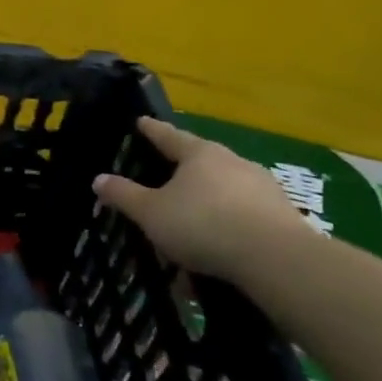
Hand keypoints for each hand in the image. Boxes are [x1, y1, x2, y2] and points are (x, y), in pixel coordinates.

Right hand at [92, 117, 304, 279]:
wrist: (277, 259)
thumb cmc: (204, 224)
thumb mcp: (151, 213)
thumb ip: (124, 195)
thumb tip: (99, 178)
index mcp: (199, 154)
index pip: (168, 135)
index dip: (151, 130)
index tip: (141, 121)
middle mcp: (232, 162)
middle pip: (200, 161)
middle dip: (180, 172)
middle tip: (163, 180)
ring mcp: (262, 187)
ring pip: (223, 191)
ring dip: (205, 205)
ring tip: (188, 229)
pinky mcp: (283, 216)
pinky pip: (243, 217)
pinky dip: (226, 229)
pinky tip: (216, 253)